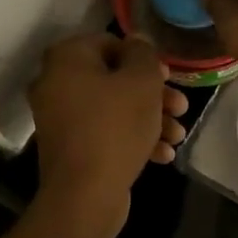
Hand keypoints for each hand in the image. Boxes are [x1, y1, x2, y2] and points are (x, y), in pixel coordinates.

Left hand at [28, 34, 189, 217]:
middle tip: (180, 106)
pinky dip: (132, 138)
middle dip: (153, 94)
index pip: (111, 42)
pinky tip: (162, 155)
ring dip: (149, 118)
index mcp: (67, 59)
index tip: (167, 76)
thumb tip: (137, 41)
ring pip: (113, 108)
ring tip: (178, 136)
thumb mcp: (142, 82)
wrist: (85, 195)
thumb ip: (143, 54)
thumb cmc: (115, 127)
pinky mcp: (70, 148)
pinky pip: (104, 132)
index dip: (144, 58)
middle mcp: (56, 83)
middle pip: (114, 78)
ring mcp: (60, 118)